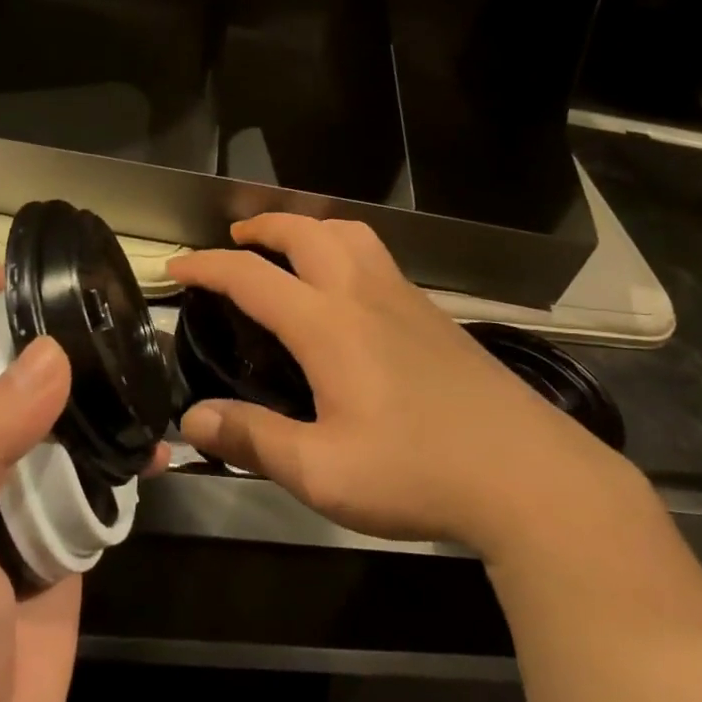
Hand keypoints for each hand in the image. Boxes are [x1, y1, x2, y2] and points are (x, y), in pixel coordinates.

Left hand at [0, 268, 164, 701]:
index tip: (35, 269)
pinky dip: (133, 453)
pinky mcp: (68, 530)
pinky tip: (166, 446)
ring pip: (69, 417)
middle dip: (60, 333)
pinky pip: (104, 475)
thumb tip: (53, 355)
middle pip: (19, 367)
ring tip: (153, 363)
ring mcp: (27, 492)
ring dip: (105, 392)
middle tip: (118, 309)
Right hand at [169, 216, 638, 558]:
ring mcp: (405, 298)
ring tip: (288, 249)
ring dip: (309, 227)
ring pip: (350, 233)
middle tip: (233, 242)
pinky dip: (343, 247)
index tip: (175, 267)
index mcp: (329, 325)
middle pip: (306, 231)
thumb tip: (192, 420)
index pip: (251, 277)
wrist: (526, 474)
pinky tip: (345, 289)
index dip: (206, 266)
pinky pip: (377, 256)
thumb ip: (254, 440)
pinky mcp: (434, 314)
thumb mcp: (322, 472)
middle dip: (261, 226)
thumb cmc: (417, 473)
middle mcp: (364, 294)